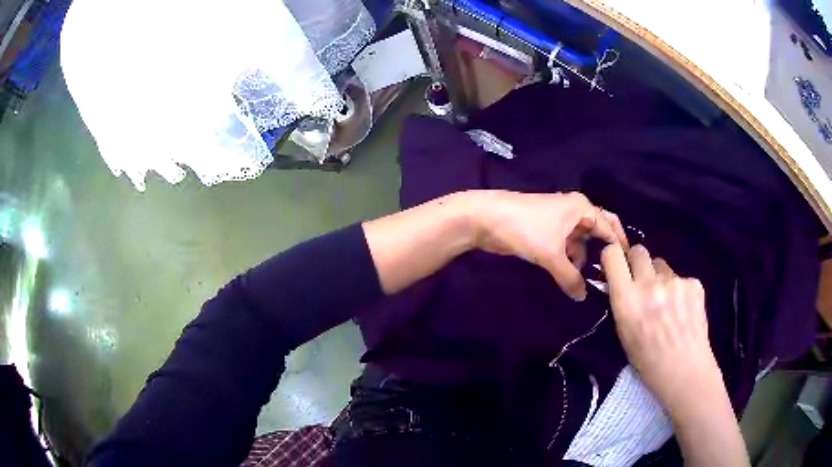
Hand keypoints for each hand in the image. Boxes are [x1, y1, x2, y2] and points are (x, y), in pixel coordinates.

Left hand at [472, 191, 626, 299]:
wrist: (485, 218)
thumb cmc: (524, 229)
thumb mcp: (551, 255)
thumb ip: (570, 277)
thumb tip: (582, 297)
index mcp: (582, 208)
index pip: (609, 228)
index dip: (619, 247)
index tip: (627, 269)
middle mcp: (575, 211)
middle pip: (598, 232)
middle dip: (603, 252)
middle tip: (611, 276)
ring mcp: (560, 220)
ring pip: (581, 241)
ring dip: (584, 259)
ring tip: (590, 282)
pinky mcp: (547, 231)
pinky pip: (567, 246)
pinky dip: (571, 259)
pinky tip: (571, 276)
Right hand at [600, 243, 722, 410]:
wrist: (685, 371)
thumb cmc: (648, 360)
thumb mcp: (624, 333)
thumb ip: (622, 302)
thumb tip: (620, 280)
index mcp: (627, 301)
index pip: (613, 255)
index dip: (613, 256)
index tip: (616, 265)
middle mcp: (649, 285)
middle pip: (639, 251)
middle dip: (638, 263)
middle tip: (643, 282)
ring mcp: (675, 282)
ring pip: (661, 265)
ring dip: (660, 277)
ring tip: (668, 303)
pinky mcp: (694, 283)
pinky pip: (680, 277)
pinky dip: (679, 289)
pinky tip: (683, 310)